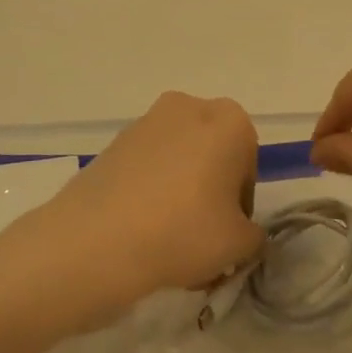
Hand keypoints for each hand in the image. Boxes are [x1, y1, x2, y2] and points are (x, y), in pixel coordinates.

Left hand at [3, 92, 264, 333]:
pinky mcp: (112, 144)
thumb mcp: (240, 244)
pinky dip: (149, 193)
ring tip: (168, 242)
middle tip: (201, 237)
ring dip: (180, 194)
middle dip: (210, 193)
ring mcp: (145, 123)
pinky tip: (141, 233)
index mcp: (230, 121)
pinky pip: (145, 169)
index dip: (241, 205)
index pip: (248, 165)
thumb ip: (254, 234)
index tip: (228, 234)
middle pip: (211, 156)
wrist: (97, 240)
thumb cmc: (184, 232)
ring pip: (177, 162)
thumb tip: (242, 231)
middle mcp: (189, 108)